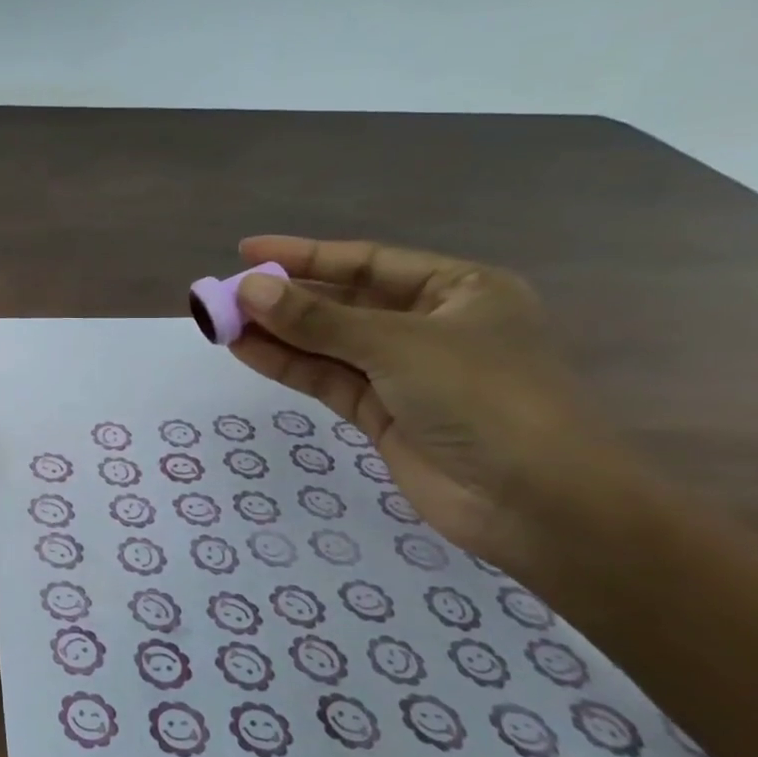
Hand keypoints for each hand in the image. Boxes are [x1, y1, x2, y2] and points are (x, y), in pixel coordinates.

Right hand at [230, 236, 629, 567]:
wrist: (536, 504)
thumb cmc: (485, 399)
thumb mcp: (398, 346)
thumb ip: (318, 320)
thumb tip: (248, 289)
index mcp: (458, 290)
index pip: (369, 262)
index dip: (305, 255)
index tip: (246, 252)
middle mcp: (431, 326)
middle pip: (344, 303)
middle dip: (286, 298)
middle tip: (224, 295)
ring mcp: (405, 374)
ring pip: (329, 344)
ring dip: (278, 333)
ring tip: (221, 321)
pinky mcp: (383, 415)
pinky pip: (328, 379)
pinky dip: (288, 365)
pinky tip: (246, 349)